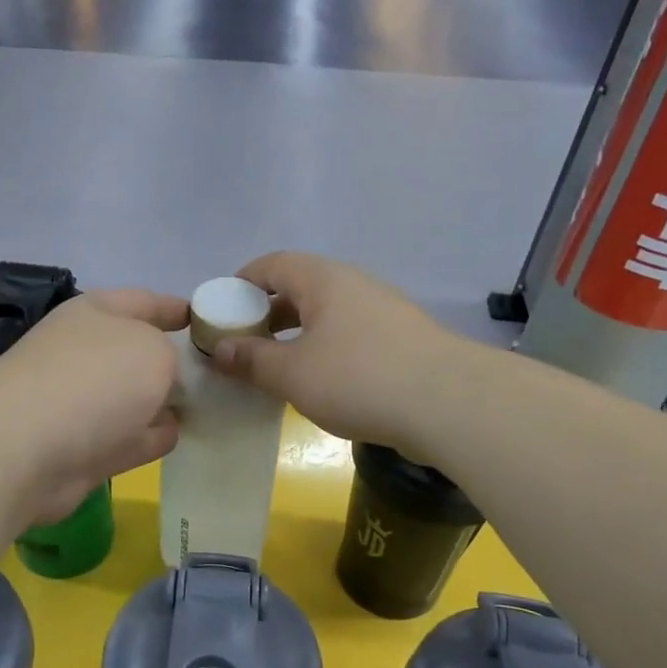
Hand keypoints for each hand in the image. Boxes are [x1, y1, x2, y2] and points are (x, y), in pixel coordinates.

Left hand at [0, 289, 186, 525]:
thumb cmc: (94, 380)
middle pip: (138, 352)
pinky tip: (176, 437)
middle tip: (217, 373)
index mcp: (96, 314)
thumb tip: (162, 386)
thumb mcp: (153, 350)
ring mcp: (80, 402)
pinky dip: (149, 437)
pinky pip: (127, 436)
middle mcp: (85, 353)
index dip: (175, 307)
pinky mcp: (81, 447)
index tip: (203, 319)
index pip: (144, 301)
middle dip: (173, 361)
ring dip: (162, 403)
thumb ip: (171, 359)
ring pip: (134, 398)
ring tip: (203, 407)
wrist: (25, 448)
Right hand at [211, 253, 462, 452]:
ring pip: (327, 313)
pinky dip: (325, 349)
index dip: (242, 282)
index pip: (272, 264)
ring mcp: (383, 310)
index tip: (222, 308)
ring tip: (278, 365)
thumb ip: (251, 360)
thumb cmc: (358, 378)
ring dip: (297, 334)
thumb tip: (218, 349)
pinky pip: (350, 334)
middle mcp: (354, 285)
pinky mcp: (402, 339)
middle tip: (245, 342)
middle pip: (300, 287)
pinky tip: (321, 381)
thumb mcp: (292, 373)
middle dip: (268, 312)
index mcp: (323, 279)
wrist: (448, 403)